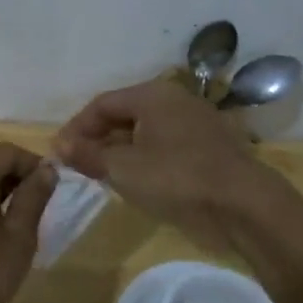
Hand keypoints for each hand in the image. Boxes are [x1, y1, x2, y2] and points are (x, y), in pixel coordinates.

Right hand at [53, 78, 276, 246]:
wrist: (244, 206)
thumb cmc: (176, 178)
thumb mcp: (123, 168)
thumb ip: (88, 155)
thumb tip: (58, 146)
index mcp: (153, 95)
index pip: (102, 104)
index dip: (77, 127)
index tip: (59, 153)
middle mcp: (175, 100)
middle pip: (124, 115)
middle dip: (98, 139)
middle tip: (79, 165)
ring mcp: (195, 124)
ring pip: (145, 132)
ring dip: (120, 151)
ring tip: (102, 175)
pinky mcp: (209, 148)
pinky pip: (165, 146)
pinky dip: (144, 159)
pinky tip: (135, 182)